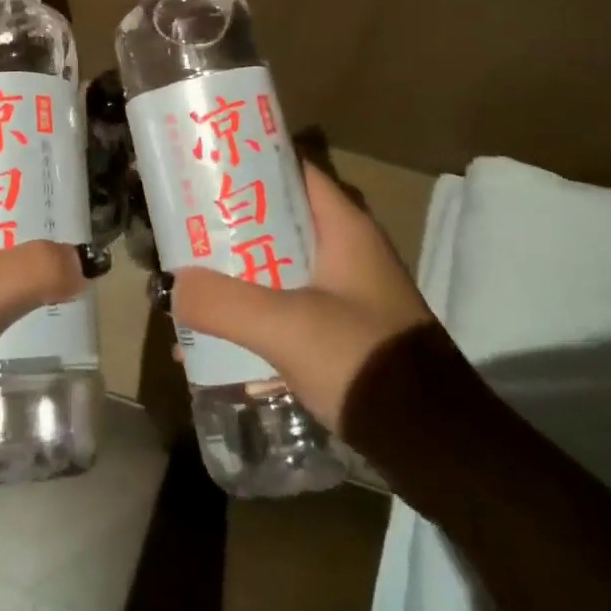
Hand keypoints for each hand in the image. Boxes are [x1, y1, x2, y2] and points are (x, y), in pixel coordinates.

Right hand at [171, 160, 444, 435]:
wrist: (435, 446)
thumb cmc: (363, 359)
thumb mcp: (287, 327)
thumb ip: (226, 303)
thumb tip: (175, 286)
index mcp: (343, 226)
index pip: (292, 171)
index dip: (249, 164)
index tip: (205, 169)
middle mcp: (347, 249)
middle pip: (279, 220)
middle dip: (231, 228)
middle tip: (186, 231)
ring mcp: (348, 292)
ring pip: (280, 266)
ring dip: (240, 276)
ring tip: (193, 286)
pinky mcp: (345, 331)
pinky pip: (289, 306)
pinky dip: (257, 314)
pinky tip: (221, 340)